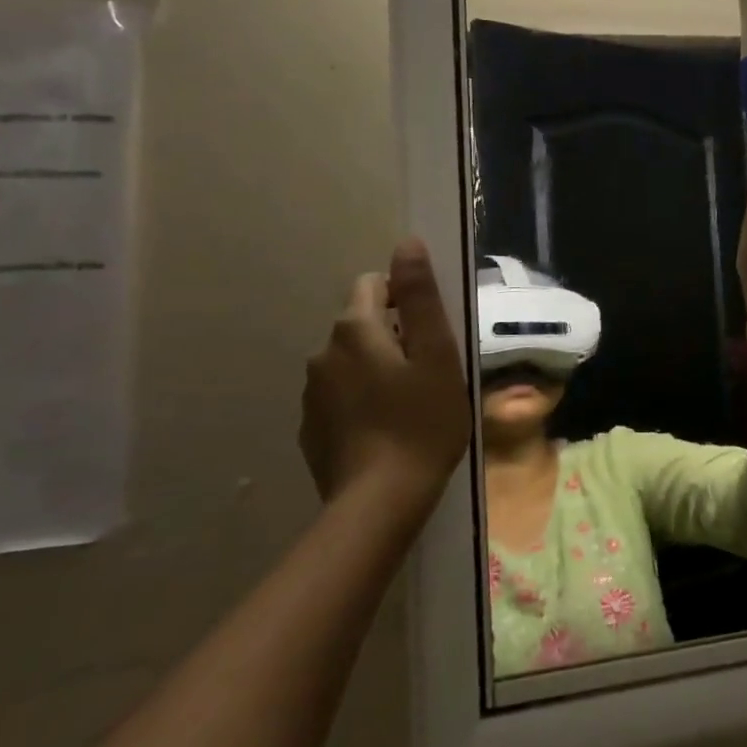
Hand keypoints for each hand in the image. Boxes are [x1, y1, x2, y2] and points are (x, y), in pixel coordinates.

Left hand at [300, 238, 470, 518]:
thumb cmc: (422, 422)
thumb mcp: (436, 355)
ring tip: (408, 405)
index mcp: (355, 329)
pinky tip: (384, 431)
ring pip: (350, 362)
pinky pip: (339, 397)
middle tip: (428, 373)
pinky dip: (360, 402)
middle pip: (361, 325)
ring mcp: (311, 394)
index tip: (430, 334)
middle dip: (392, 337)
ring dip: (375, 370)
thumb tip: (406, 243)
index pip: (374, 285)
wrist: (380, 502)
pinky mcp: (310, 428)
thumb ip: (420, 297)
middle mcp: (323, 353)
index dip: (405, 299)